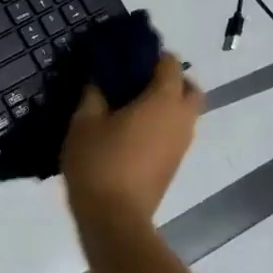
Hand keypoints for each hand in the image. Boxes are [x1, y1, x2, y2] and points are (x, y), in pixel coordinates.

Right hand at [61, 54, 203, 226]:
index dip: (151, 54)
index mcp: (162, 101)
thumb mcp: (83, 122)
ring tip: (129, 107)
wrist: (114, 217)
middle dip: (169, 79)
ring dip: (165, 103)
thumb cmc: (98, 163)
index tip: (126, 55)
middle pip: (189, 87)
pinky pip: (175, 131)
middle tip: (135, 81)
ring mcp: (181, 144)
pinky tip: (131, 131)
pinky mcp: (174, 163)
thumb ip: (93, 94)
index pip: (170, 64)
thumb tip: (100, 80)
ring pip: (185, 112)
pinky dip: (161, 123)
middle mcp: (181, 119)